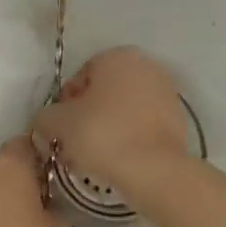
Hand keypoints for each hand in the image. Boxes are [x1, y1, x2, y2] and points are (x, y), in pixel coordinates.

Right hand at [31, 46, 190, 197]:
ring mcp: (167, 91)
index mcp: (116, 56)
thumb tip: (48, 122)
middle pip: (104, 92)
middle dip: (88, 115)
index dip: (65, 106)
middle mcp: (146, 65)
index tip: (62, 130)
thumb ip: (45, 116)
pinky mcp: (179, 118)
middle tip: (76, 143)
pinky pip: (144, 124)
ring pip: (125, 109)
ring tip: (97, 156)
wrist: (154, 169)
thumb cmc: (102, 135)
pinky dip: (130, 136)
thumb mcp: (57, 123)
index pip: (79, 79)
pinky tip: (120, 159)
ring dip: (109, 126)